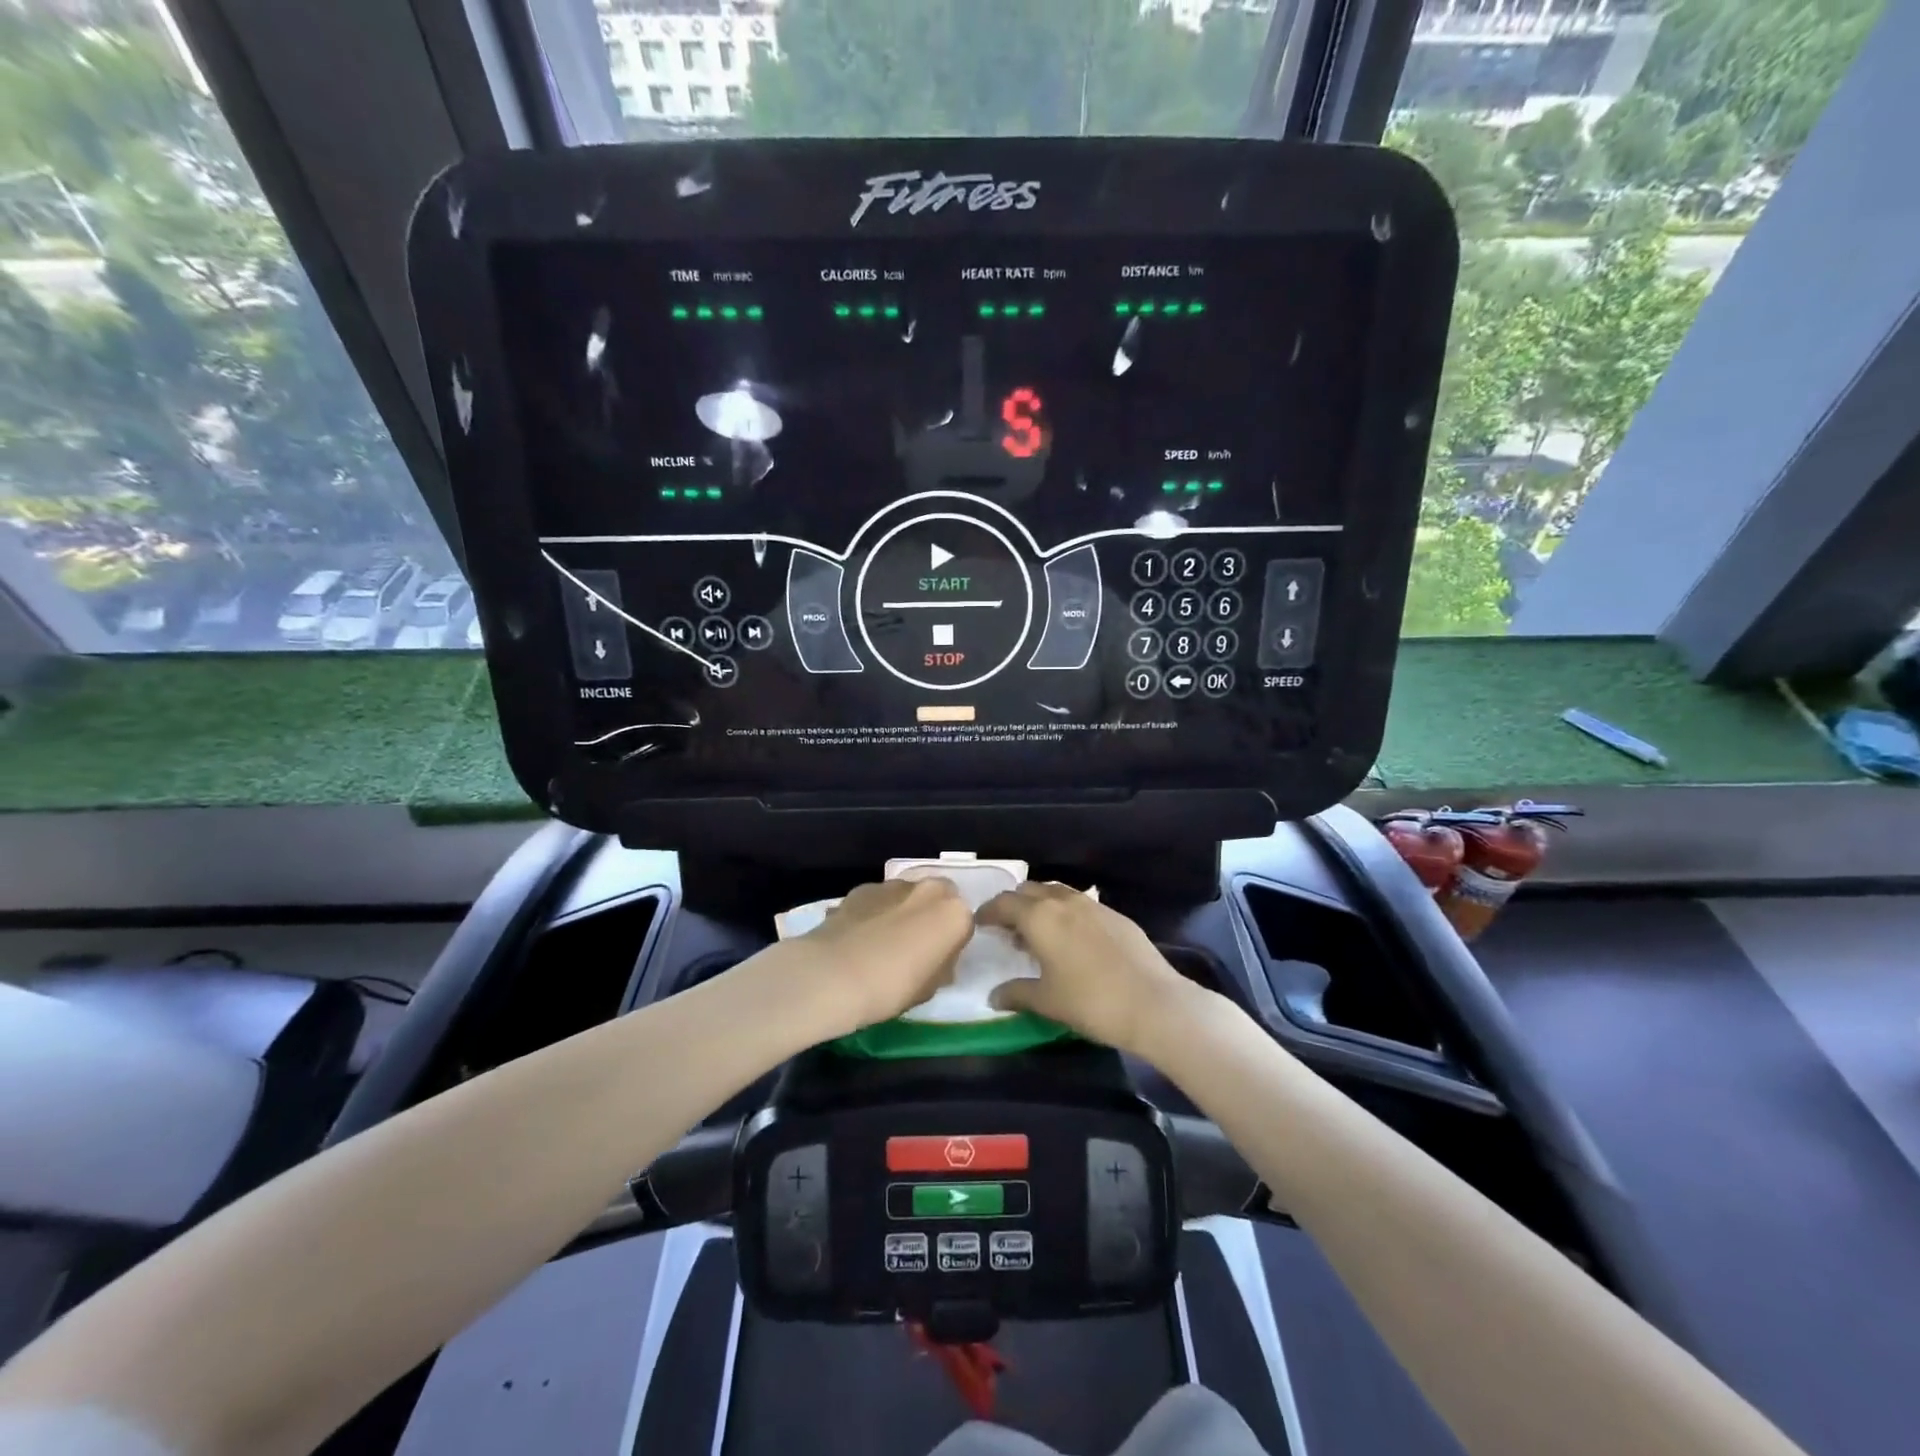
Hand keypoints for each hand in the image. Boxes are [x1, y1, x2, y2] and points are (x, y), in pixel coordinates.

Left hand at [781, 878, 973, 1038]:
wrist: (832, 974)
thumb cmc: (891, 987)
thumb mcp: (929, 989)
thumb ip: (941, 967)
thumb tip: (936, 959)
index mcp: (954, 914)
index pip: (964, 925)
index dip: (951, 944)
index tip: (937, 962)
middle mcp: (929, 889)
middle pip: (939, 898)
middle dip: (930, 916)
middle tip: (914, 946)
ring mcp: (894, 885)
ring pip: (908, 895)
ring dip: (903, 911)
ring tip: (882, 942)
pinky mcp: (863, 887)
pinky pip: (879, 899)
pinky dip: (876, 912)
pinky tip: (860, 937)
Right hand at [978, 883, 1198, 1055]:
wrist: (1153, 1003)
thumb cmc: (1090, 1001)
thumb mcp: (1046, 1001)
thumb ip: (1016, 993)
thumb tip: (994, 996)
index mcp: (1039, 917)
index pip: (1003, 903)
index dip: (987, 912)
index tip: (979, 923)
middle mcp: (1063, 901)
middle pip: (1028, 890)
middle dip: (1013, 905)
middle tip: (1007, 929)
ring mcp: (1092, 905)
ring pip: (1056, 893)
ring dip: (1040, 906)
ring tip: (1038, 933)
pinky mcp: (1115, 915)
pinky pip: (1080, 904)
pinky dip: (1065, 913)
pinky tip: (1071, 940)